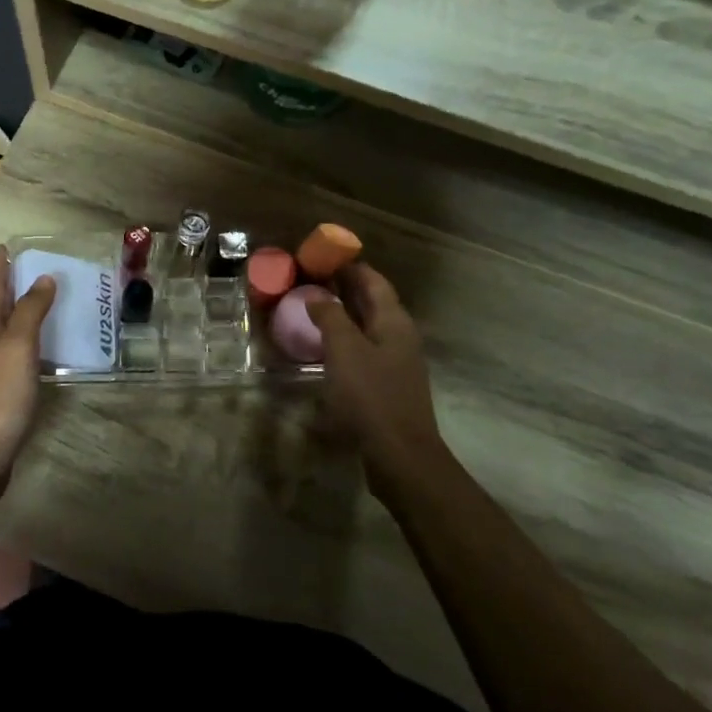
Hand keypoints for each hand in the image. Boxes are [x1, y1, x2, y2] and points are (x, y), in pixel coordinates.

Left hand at [0, 246, 54, 481]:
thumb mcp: (17, 347)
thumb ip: (30, 311)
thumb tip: (43, 277)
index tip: (6, 246)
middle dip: (6, 286)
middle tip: (28, 268)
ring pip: (0, 330)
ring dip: (16, 313)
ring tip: (40, 302)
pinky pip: (11, 354)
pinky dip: (24, 341)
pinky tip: (40, 349)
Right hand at [306, 264, 445, 483]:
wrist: (400, 455)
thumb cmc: (371, 396)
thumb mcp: (344, 351)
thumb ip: (330, 318)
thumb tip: (317, 295)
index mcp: (394, 322)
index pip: (374, 281)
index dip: (351, 267)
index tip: (323, 257)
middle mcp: (400, 336)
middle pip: (373, 302)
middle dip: (345, 288)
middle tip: (311, 279)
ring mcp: (397, 362)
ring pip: (368, 327)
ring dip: (344, 314)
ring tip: (313, 309)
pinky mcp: (388, 384)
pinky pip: (365, 350)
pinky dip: (346, 340)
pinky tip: (326, 348)